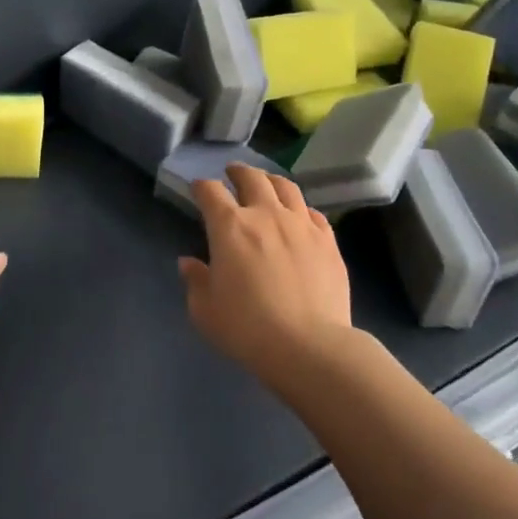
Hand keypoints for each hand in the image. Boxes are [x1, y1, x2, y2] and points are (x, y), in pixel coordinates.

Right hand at [178, 164, 352, 391]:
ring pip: (286, 187)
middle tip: (232, 173)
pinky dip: (301, 209)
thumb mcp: (205, 311)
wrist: (309, 346)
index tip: (198, 189)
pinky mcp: (328, 241)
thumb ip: (195, 281)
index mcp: (230, 226)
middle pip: (252, 178)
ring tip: (266, 184)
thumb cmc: (247, 328)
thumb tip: (189, 263)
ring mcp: (301, 225)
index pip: (211, 192)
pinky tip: (300, 216)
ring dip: (271, 181)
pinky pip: (313, 213)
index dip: (201, 187)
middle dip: (238, 172)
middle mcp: (266, 215)